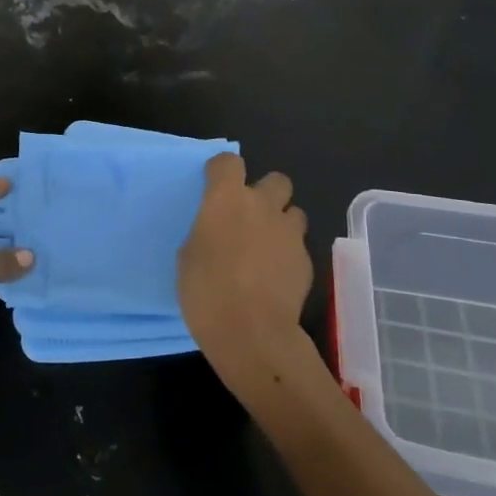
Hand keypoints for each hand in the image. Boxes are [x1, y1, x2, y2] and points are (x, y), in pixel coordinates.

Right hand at [178, 153, 314, 399]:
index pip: (228, 161)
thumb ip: (207, 231)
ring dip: (281, 221)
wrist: (253, 333)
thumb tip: (217, 232)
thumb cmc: (206, 290)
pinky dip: (288, 253)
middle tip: (250, 215)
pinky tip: (275, 275)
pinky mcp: (307, 260)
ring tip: (267, 245)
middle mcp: (262, 205)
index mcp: (227, 199)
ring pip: (293, 211)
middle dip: (265, 191)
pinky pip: (298, 245)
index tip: (213, 186)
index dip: (221, 170)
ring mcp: (289, 232)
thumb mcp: (188, 255)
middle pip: (276, 179)